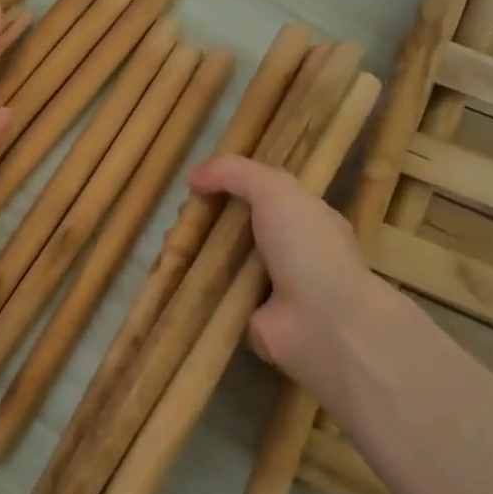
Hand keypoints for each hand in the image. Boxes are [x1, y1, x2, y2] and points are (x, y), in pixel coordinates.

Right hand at [185, 155, 409, 395]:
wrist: (323, 322)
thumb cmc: (306, 247)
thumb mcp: (275, 189)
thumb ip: (233, 172)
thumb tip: (192, 176)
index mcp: (302, 218)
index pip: (261, 195)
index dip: (228, 186)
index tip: (197, 185)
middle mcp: (286, 251)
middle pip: (235, 226)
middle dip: (204, 219)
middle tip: (180, 219)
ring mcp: (265, 286)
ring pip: (219, 260)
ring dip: (193, 250)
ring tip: (170, 243)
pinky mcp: (244, 316)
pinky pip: (212, 294)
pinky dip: (191, 284)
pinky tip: (169, 271)